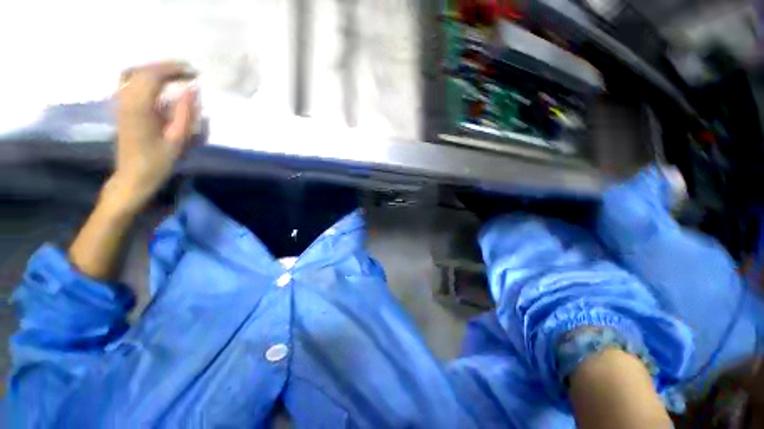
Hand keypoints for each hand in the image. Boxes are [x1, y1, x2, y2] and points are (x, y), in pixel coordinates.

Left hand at [111, 61, 197, 209]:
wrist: (133, 176)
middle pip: (142, 71)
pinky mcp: (122, 108)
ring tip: (175, 75)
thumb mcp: (177, 140)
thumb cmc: (157, 162)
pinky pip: (131, 84)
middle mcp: (126, 100)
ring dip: (155, 71)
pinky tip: (159, 85)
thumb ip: (185, 113)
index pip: (152, 76)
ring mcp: (121, 103)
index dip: (172, 69)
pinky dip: (146, 78)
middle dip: (165, 67)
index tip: (192, 72)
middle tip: (187, 72)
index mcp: (138, 108)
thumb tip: (192, 90)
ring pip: (134, 74)